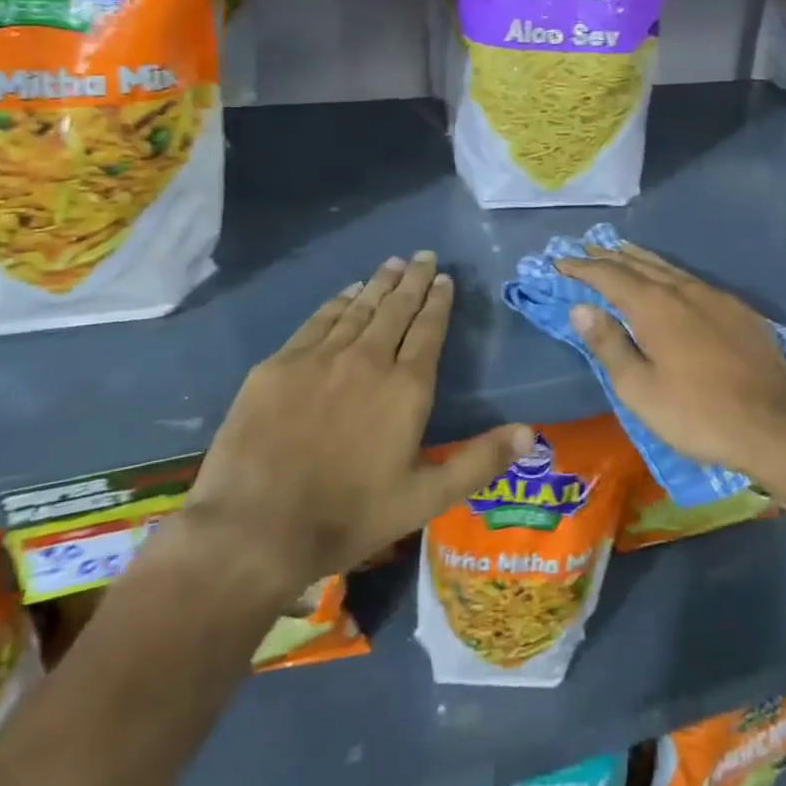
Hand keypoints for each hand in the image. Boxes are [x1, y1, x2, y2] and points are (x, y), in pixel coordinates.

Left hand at [179, 252, 531, 612]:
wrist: (253, 530)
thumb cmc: (347, 516)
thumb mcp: (425, 499)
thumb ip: (479, 461)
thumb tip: (532, 432)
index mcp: (406, 387)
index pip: (428, 330)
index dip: (438, 301)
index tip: (444, 278)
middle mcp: (368, 359)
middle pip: (396, 309)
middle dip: (413, 279)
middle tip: (423, 255)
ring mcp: (320, 358)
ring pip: (359, 309)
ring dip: (379, 284)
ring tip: (393, 263)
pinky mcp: (279, 365)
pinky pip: (318, 321)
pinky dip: (338, 302)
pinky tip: (347, 292)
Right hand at [558, 242, 785, 491]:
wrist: (776, 425)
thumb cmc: (698, 414)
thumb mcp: (641, 390)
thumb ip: (609, 344)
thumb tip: (580, 307)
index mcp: (655, 306)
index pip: (610, 276)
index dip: (582, 267)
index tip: (560, 261)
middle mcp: (685, 290)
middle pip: (640, 264)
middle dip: (610, 256)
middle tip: (587, 248)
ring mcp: (717, 297)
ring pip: (669, 269)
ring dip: (640, 260)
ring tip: (622, 252)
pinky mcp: (740, 311)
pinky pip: (694, 281)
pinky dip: (670, 275)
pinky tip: (672, 283)